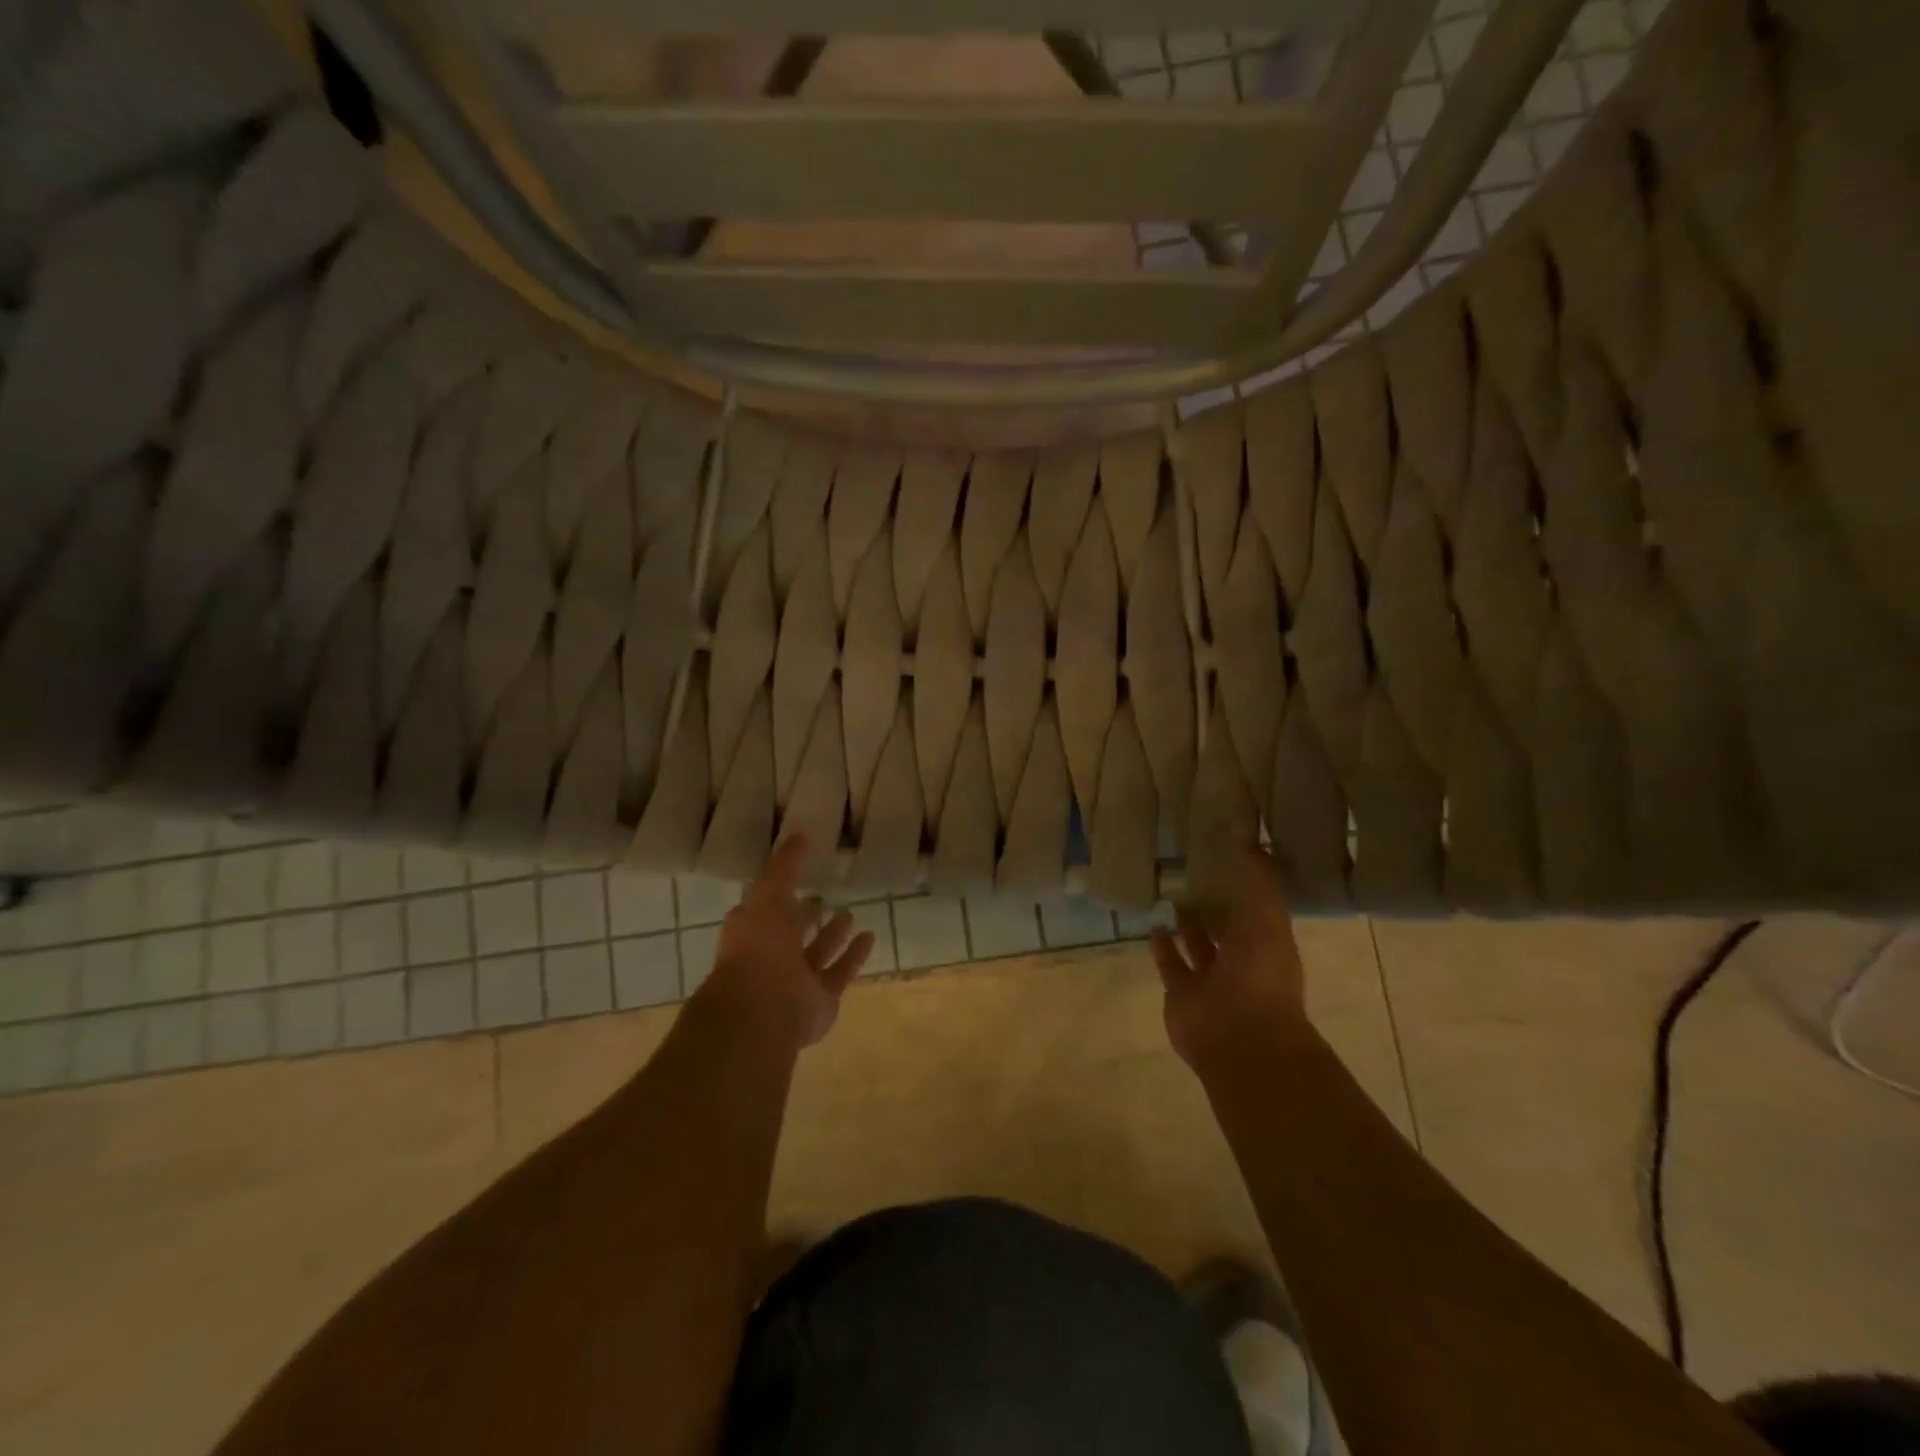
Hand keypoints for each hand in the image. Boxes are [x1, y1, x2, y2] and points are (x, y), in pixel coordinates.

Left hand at [694, 834, 873, 1049]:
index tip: (800, 872)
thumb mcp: (767, 895)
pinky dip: (854, 956)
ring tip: (850, 913)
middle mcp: (772, 956)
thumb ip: (785, 866)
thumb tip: (800, 834)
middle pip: (792, 932)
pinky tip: (870, 936)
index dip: (781, 889)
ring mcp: (796, 980)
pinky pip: (840, 972)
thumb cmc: (758, 947)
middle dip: (806, 915)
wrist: (764, 1009)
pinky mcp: (821, 998)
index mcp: (752, 931)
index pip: (767, 906)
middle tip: (824, 895)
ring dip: (833, 935)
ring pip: (817, 953)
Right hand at [1150, 849, 1312, 1071]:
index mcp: (1267, 945)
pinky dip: (1163, 949)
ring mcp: (1210, 982)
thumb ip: (1259, 881)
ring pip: (1197, 948)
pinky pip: (1171, 967)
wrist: (1240, 1037)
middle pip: (1225, 931)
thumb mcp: (1267, 917)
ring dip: (1187, 927)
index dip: (1242, 889)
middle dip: (1214, 908)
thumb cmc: (1260, 974)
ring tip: (1172, 897)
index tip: (1225, 860)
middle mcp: (1241, 963)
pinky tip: (1154, 927)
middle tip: (1193, 876)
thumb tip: (1251, 841)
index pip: (1255, 911)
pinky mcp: (1181, 995)